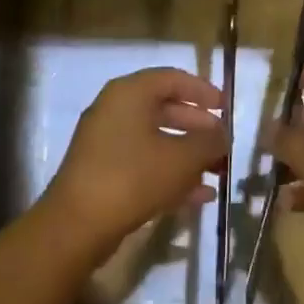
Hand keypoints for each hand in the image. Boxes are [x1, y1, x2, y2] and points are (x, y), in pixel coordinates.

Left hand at [41, 67, 225, 256]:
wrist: (77, 225)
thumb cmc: (133, 177)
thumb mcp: (182, 158)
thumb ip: (209, 142)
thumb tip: (223, 134)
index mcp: (130, 93)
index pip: (173, 78)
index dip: (203, 91)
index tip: (226, 109)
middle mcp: (114, 110)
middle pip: (164, 109)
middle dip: (198, 127)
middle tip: (223, 143)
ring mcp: (105, 142)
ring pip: (156, 139)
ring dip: (188, 155)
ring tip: (217, 172)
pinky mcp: (102, 172)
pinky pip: (143, 163)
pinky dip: (170, 173)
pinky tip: (199, 196)